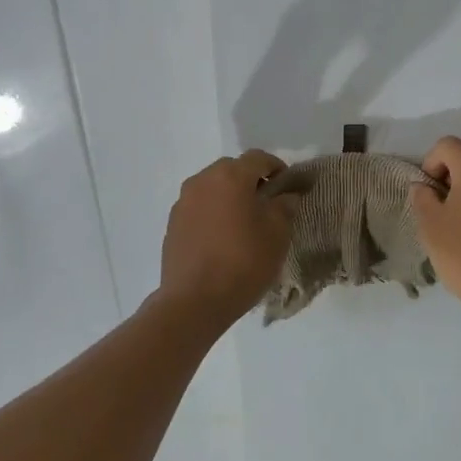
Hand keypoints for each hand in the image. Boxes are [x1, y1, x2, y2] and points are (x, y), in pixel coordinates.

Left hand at [157, 151, 298, 321]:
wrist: (194, 302)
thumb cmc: (243, 262)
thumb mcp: (278, 233)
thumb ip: (285, 205)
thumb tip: (285, 194)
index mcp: (230, 176)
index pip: (258, 158)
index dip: (277, 168)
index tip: (288, 187)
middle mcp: (202, 181)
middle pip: (232, 169)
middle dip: (251, 181)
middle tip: (267, 205)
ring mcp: (183, 202)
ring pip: (213, 188)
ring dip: (230, 197)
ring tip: (243, 223)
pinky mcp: (172, 224)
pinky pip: (199, 207)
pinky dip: (213, 213)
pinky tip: (222, 239)